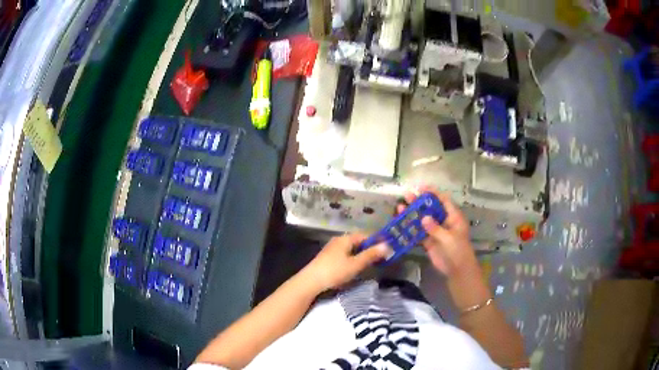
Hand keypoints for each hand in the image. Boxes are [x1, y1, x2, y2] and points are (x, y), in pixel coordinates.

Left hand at [301, 234, 390, 291]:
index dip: (377, 240)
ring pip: (352, 248)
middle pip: (358, 241)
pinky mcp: (328, 258)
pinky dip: (354, 258)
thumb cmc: (335, 271)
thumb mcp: (355, 264)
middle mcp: (338, 240)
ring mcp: (332, 249)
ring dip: (362, 253)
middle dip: (370, 248)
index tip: (388, 247)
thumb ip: (371, 255)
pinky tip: (357, 266)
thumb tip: (387, 245)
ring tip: (372, 262)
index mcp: (345, 239)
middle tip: (382, 256)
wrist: (311, 282)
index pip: (365, 235)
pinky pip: (345, 254)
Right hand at [398, 186, 477, 277]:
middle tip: (406, 195)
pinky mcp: (429, 242)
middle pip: (430, 208)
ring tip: (400, 207)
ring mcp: (436, 231)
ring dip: (412, 214)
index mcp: (453, 217)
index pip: (443, 200)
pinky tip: (401, 224)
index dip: (433, 193)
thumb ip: (436, 228)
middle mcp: (444, 221)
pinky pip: (418, 233)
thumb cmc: (458, 251)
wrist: (457, 270)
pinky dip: (410, 229)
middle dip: (419, 202)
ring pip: (422, 220)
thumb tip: (424, 218)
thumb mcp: (449, 238)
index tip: (421, 187)